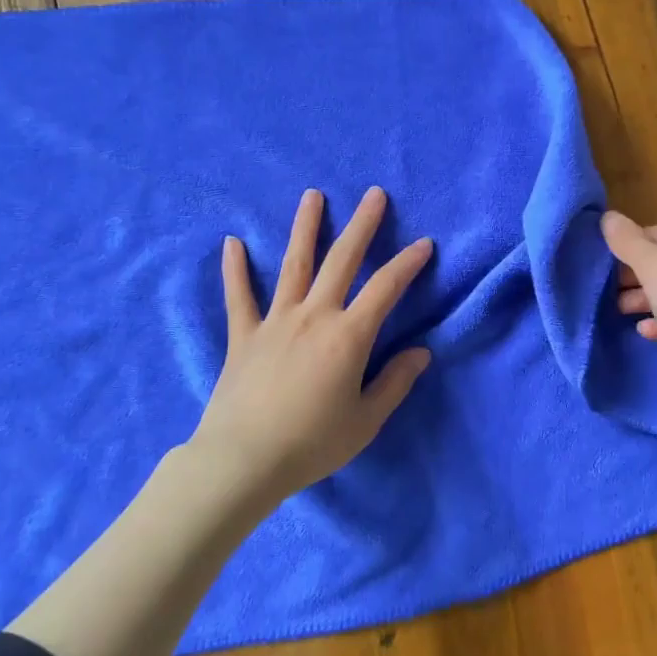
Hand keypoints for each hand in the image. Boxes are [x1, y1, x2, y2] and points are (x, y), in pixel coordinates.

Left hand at [191, 187, 434, 503]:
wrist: (244, 461)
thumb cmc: (312, 443)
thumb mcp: (366, 420)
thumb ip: (395, 382)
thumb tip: (421, 352)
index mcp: (348, 335)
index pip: (386, 288)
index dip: (408, 263)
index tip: (424, 243)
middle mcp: (314, 315)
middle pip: (342, 260)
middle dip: (362, 225)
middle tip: (374, 194)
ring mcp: (275, 320)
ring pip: (294, 264)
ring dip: (305, 227)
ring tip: (313, 195)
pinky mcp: (244, 335)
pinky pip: (239, 296)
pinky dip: (235, 269)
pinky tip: (232, 242)